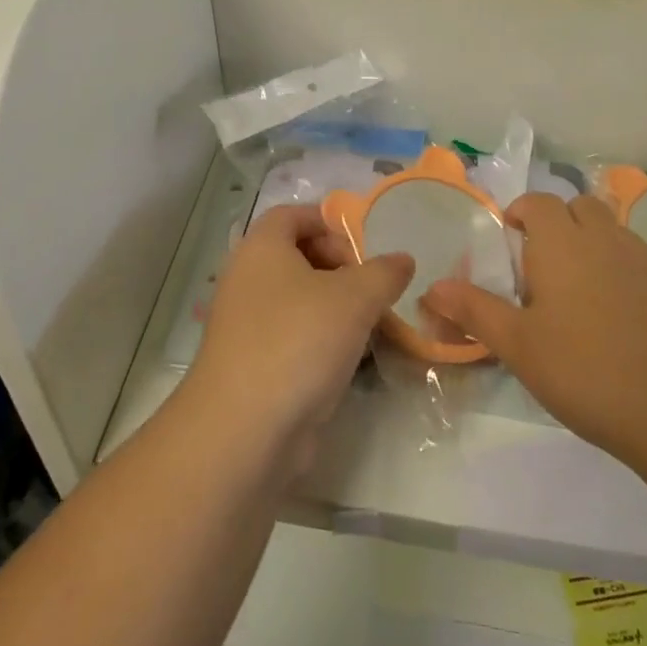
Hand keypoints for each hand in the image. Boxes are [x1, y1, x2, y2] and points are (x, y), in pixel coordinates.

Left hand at [186, 204, 412, 477]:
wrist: (244, 431)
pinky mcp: (251, 364)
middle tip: (372, 289)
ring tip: (370, 325)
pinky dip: (320, 341)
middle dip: (339, 267)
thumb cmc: (298, 341)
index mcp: (262, 247)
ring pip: (297, 300)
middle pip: (297, 256)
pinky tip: (349, 361)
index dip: (331, 223)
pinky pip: (292, 337)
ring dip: (334, 308)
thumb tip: (402, 259)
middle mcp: (247, 278)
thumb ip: (384, 272)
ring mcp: (245, 324)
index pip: (294, 214)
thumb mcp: (355, 298)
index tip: (365, 247)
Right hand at [421, 192, 646, 468]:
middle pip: (579, 206)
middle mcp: (604, 238)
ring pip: (610, 229)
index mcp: (562, 242)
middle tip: (539, 264)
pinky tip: (612, 315)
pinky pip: (635, 258)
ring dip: (589, 241)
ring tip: (574, 289)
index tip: (509, 241)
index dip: (521, 213)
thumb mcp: (518, 345)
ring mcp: (643, 260)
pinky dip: (617, 267)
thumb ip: (474, 310)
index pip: (539, 202)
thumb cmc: (585, 370)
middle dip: (557, 221)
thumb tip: (431, 287)